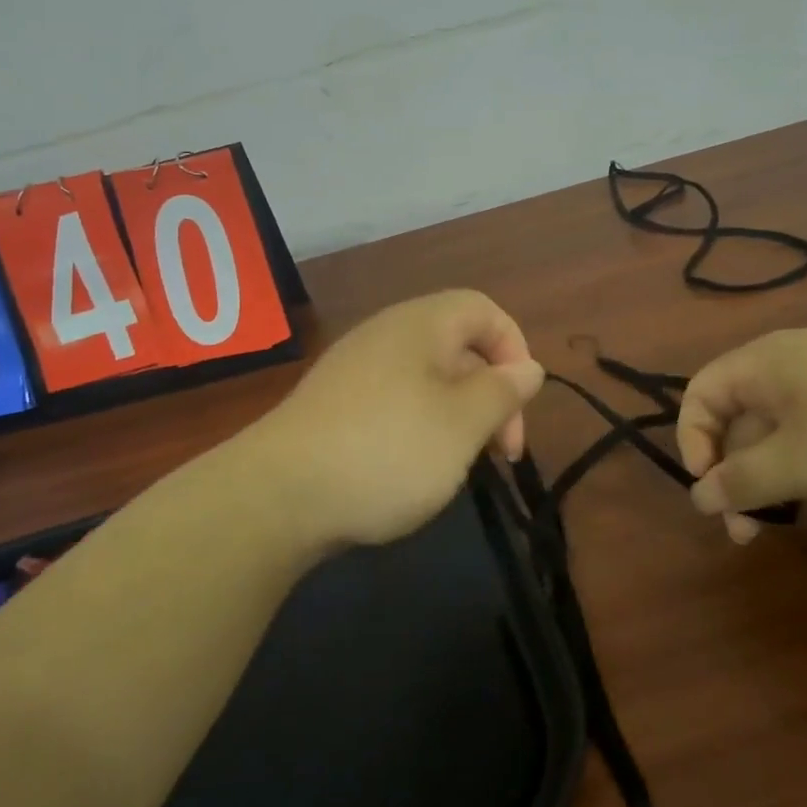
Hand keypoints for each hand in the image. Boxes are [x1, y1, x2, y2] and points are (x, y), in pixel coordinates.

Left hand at [262, 290, 544, 547]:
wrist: (277, 496)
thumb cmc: (387, 450)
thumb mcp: (462, 423)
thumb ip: (502, 391)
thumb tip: (529, 367)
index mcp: (420, 325)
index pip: (483, 310)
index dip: (514, 348)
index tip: (520, 404)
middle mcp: (386, 335)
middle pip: (458, 347)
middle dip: (490, 395)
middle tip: (501, 452)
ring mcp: (354, 370)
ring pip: (428, 380)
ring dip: (458, 418)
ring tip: (461, 465)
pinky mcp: (334, 406)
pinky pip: (395, 402)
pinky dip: (420, 429)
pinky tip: (414, 471)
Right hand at [677, 327, 806, 532]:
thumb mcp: (801, 463)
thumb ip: (742, 481)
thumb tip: (698, 495)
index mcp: (766, 362)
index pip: (701, 393)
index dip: (693, 442)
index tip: (713, 491)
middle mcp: (794, 360)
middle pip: (740, 415)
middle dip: (736, 473)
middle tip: (749, 530)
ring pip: (782, 426)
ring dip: (773, 474)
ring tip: (792, 517)